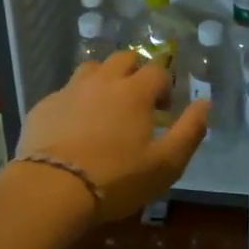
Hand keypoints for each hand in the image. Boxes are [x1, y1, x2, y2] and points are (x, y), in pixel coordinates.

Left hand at [12, 51, 209, 222]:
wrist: (51, 190)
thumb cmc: (116, 178)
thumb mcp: (166, 163)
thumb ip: (190, 130)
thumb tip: (205, 103)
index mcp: (134, 91)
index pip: (157, 70)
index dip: (165, 85)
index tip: (164, 108)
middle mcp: (103, 81)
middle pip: (123, 58)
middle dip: (135, 71)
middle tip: (137, 100)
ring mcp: (70, 90)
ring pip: (91, 69)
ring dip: (103, 79)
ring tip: (105, 105)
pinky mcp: (44, 106)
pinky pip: (65, 92)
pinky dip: (75, 101)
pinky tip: (73, 125)